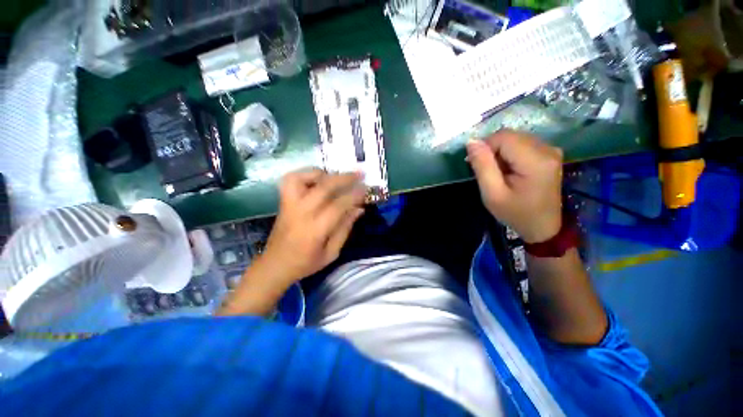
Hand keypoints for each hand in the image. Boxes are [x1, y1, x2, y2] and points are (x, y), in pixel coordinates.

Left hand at [259, 169, 366, 284]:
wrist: (275, 265)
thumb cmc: (306, 263)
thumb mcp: (332, 253)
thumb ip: (345, 229)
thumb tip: (359, 209)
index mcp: (315, 230)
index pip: (338, 206)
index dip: (354, 195)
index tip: (365, 188)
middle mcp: (301, 213)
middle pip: (323, 188)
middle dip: (344, 178)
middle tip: (359, 174)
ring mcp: (289, 205)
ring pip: (303, 178)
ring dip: (323, 173)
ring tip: (336, 176)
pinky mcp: (283, 202)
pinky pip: (291, 180)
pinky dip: (306, 174)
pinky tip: (318, 179)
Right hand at [466, 130, 562, 243]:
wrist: (542, 226)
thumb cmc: (515, 213)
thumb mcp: (492, 194)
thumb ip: (482, 166)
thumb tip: (472, 142)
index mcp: (535, 160)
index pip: (503, 137)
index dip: (484, 147)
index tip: (476, 165)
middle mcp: (547, 149)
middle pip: (509, 136)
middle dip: (491, 149)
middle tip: (486, 171)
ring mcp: (550, 150)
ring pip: (514, 138)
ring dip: (499, 151)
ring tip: (497, 172)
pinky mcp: (549, 153)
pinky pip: (522, 143)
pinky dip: (509, 153)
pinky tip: (508, 169)